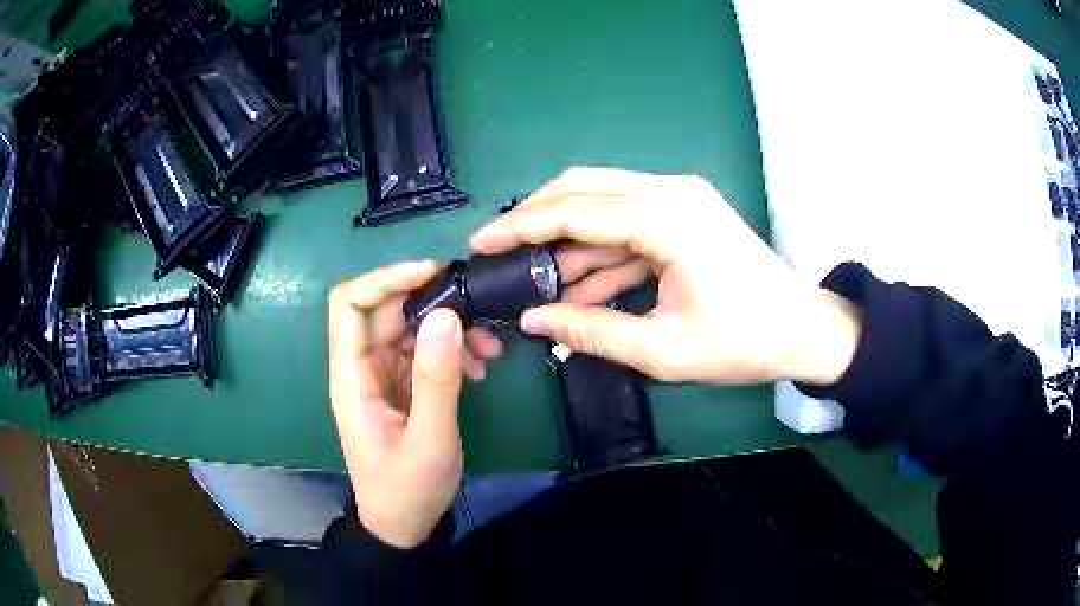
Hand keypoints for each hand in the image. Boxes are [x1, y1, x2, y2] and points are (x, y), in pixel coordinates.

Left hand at [328, 261, 502, 547]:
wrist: (404, 525)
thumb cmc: (408, 489)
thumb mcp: (429, 440)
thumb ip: (436, 379)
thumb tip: (447, 315)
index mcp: (352, 376)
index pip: (349, 303)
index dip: (385, 279)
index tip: (433, 274)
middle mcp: (363, 367)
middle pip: (386, 309)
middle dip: (431, 302)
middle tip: (478, 309)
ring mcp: (383, 375)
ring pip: (411, 327)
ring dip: (449, 328)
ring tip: (489, 348)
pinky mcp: (403, 386)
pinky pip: (425, 351)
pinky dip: (453, 350)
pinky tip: (480, 368)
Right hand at [471, 167, 859, 385]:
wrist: (804, 330)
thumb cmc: (744, 343)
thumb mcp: (664, 350)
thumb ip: (591, 331)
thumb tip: (533, 319)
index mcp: (671, 219)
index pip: (577, 209)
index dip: (522, 225)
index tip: (482, 243)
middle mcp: (672, 192)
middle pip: (584, 188)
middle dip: (535, 218)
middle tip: (498, 250)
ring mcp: (681, 199)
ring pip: (603, 204)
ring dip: (568, 241)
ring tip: (533, 281)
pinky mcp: (684, 214)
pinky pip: (628, 224)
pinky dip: (600, 252)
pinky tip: (576, 285)